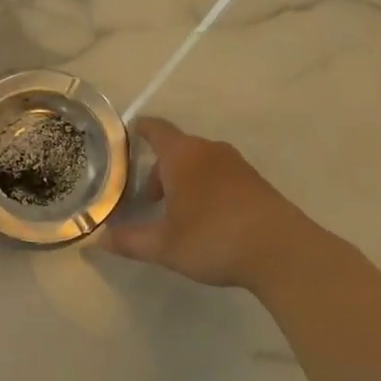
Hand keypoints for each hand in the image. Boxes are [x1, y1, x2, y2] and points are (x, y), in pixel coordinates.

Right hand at [104, 117, 318, 292]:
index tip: (127, 137)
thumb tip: (98, 240)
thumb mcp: (164, 245)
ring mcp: (237, 165)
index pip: (155, 129)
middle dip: (159, 170)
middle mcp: (209, 151)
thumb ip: (129, 240)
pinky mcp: (256, 182)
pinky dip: (206, 188)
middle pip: (177, 149)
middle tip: (146, 200)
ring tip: (175, 213)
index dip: (139, 130)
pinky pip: (220, 176)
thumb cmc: (213, 238)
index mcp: (183, 155)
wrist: (282, 251)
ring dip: (183, 181)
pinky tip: (206, 220)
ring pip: (200, 163)